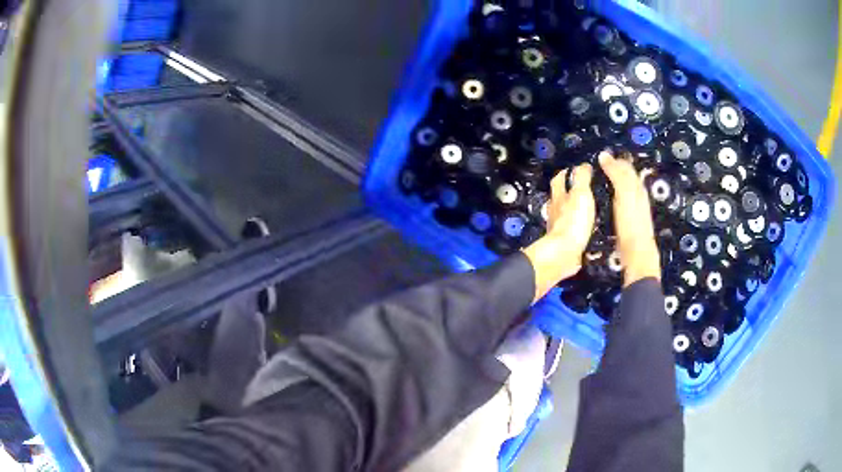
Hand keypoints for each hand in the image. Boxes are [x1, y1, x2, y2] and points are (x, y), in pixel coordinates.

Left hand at [522, 163, 594, 302]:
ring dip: (573, 211)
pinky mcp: (564, 242)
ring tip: (589, 210)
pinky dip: (578, 228)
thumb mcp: (581, 194)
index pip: (558, 180)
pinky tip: (588, 230)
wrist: (565, 254)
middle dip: (568, 192)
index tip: (572, 169)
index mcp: (558, 197)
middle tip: (582, 190)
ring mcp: (558, 227)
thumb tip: (583, 165)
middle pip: (559, 197)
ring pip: (564, 215)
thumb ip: (582, 179)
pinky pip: (571, 231)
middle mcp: (555, 211)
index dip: (564, 173)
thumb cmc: (573, 221)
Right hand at [598, 150, 660, 285]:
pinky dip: (608, 196)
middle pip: (623, 176)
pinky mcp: (625, 219)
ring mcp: (631, 207)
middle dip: (611, 170)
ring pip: (620, 189)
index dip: (612, 159)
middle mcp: (636, 194)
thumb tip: (603, 154)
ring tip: (594, 181)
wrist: (636, 251)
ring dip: (609, 183)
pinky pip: (616, 201)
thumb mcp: (624, 193)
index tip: (597, 157)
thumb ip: (615, 173)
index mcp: (637, 185)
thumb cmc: (631, 221)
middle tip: (593, 169)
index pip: (624, 166)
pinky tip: (601, 200)